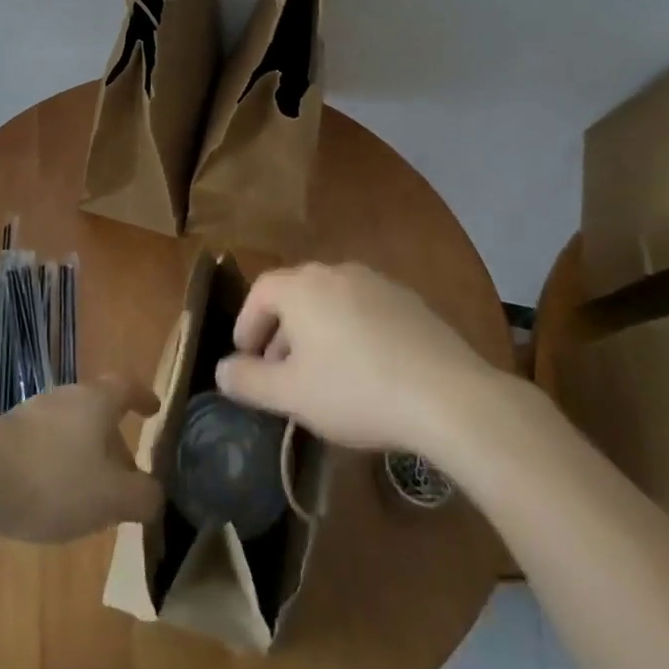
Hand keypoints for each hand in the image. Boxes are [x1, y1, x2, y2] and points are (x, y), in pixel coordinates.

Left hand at [0, 377, 163, 542]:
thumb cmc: (54, 481)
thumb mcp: (111, 498)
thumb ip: (142, 496)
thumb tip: (156, 493)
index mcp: (96, 400)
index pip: (127, 387)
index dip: (143, 397)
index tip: (154, 409)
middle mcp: (67, 396)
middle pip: (99, 411)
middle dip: (116, 442)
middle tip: (127, 476)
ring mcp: (34, 412)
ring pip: (73, 429)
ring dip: (87, 457)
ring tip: (93, 496)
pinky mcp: (9, 434)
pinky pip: (47, 444)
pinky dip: (60, 464)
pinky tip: (55, 498)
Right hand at [214, 262, 513, 456]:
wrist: (447, 396)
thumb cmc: (356, 391)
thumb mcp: (291, 395)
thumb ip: (248, 381)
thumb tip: (221, 370)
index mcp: (301, 286)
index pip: (260, 292)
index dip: (247, 324)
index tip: (245, 358)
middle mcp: (335, 272)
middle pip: (295, 295)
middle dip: (280, 331)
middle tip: (278, 371)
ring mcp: (376, 282)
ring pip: (331, 302)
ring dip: (316, 332)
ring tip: (320, 374)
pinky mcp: (409, 301)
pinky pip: (364, 310)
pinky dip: (351, 332)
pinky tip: (364, 370)